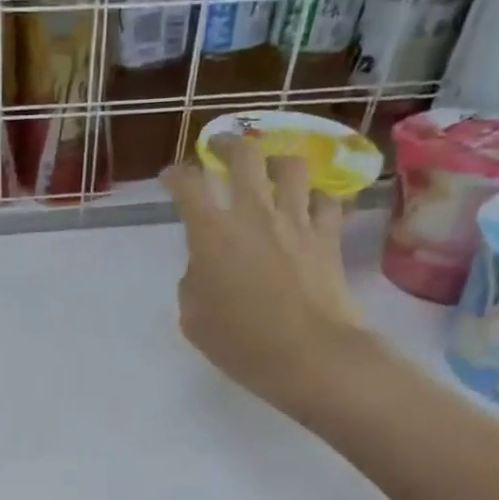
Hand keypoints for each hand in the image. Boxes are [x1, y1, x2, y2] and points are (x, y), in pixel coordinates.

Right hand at [161, 134, 366, 422]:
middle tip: (220, 148)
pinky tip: (310, 206)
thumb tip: (204, 268)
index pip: (189, 186)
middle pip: (244, 155)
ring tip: (271, 171)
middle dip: (228, 144)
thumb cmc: (240, 344)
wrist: (308, 355)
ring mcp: (296, 220)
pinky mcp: (327, 236)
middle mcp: (253, 214)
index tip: (171, 177)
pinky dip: (316, 198)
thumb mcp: (194, 320)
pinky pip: (326, 200)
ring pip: (291, 166)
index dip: (176, 176)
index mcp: (212, 234)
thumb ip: (193, 284)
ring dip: (277, 162)